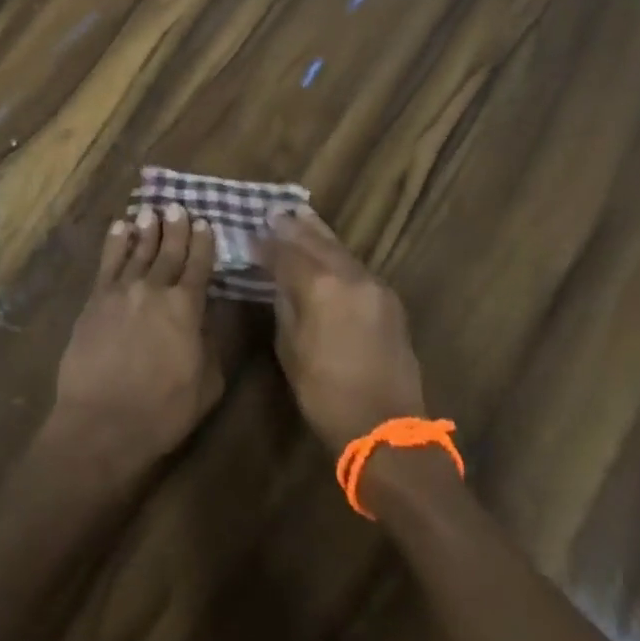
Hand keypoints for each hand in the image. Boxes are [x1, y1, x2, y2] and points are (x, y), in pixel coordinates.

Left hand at [46, 205, 223, 479]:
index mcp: (187, 307)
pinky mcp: (95, 300)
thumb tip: (209, 316)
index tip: (205, 222)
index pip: (199, 265)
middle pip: (168, 251)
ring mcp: (121, 292)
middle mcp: (155, 289)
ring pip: (137, 250)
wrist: (102, 423)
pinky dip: (115, 242)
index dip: (203, 242)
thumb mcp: (208, 383)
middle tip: (178, 207)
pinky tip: (120, 228)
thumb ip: (212, 343)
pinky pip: (108, 263)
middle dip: (175, 227)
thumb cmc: (163, 411)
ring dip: (146, 229)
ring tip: (151, 211)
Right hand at [251, 208, 426, 454]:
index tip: (250, 234)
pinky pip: (356, 265)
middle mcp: (350, 276)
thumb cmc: (326, 395)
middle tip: (275, 212)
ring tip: (300, 215)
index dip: (267, 244)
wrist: (386, 428)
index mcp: (321, 287)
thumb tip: (278, 280)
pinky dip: (337, 253)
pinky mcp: (388, 299)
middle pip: (317, 242)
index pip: (287, 254)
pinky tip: (327, 249)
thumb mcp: (291, 349)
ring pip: (340, 249)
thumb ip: (285, 305)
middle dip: (293, 227)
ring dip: (318, 233)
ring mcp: (374, 285)